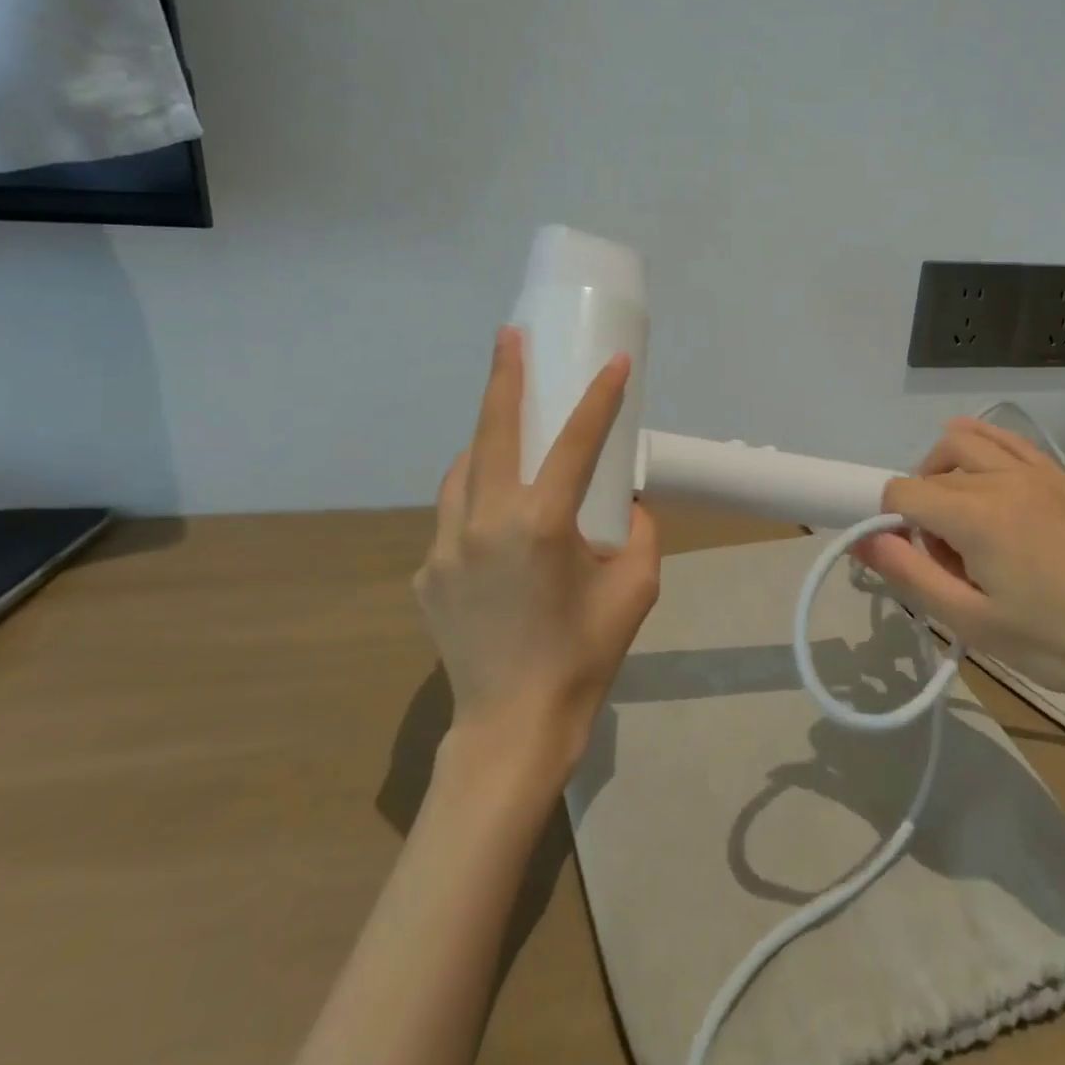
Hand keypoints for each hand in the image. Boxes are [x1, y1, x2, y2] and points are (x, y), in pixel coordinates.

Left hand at [414, 327, 660, 777]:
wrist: (512, 726)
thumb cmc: (584, 656)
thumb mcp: (636, 589)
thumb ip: (638, 534)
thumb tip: (624, 504)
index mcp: (540, 525)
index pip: (574, 443)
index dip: (600, 398)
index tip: (616, 362)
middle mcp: (485, 523)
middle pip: (492, 433)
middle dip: (502, 378)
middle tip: (509, 337)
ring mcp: (444, 548)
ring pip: (462, 471)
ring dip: (484, 443)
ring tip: (506, 433)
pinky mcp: (426, 573)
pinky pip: (451, 517)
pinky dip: (474, 500)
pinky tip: (494, 520)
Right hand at [855, 417, 1064, 705]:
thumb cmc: (1055, 643)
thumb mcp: (970, 622)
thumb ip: (909, 574)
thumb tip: (863, 539)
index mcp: (977, 515)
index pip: (902, 492)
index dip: (889, 522)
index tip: (910, 559)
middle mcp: (1004, 478)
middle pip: (933, 467)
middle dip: (919, 502)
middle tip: (942, 554)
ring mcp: (1039, 472)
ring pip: (968, 441)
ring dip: (945, 469)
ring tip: (959, 515)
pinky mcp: (1064, 478)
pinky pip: (1010, 442)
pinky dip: (984, 448)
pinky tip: (986, 477)